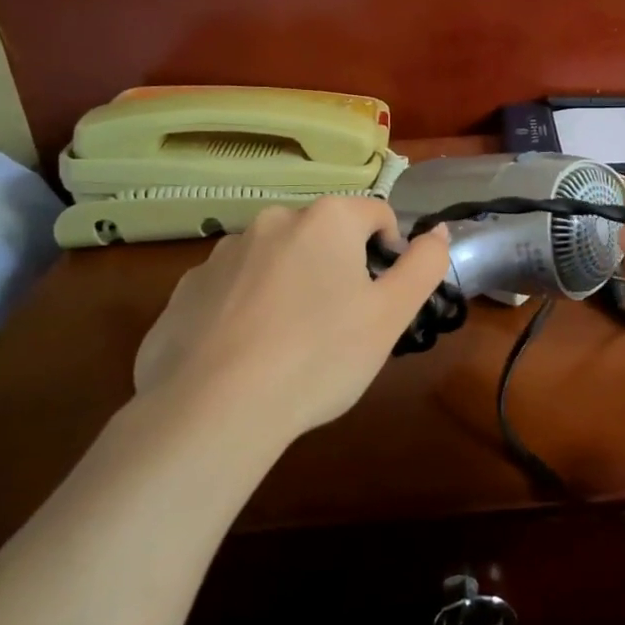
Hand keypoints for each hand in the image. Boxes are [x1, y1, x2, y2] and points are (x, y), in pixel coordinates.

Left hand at [132, 198, 449, 448]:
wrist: (214, 409)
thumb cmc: (320, 356)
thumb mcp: (391, 315)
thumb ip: (424, 265)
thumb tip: (438, 231)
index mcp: (326, 219)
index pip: (377, 214)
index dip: (390, 253)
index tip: (381, 300)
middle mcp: (272, 220)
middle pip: (324, 235)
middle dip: (338, 269)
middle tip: (340, 326)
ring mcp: (221, 254)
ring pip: (276, 260)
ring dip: (291, 285)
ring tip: (290, 344)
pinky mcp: (185, 290)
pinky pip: (232, 289)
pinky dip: (247, 309)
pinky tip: (247, 354)